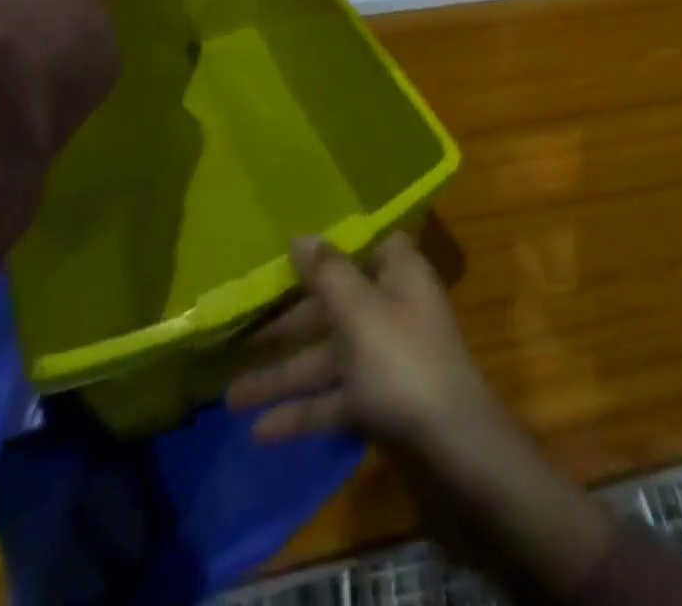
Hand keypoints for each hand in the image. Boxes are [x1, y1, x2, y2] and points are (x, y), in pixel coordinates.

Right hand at [228, 234, 504, 461]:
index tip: (289, 252)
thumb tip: (302, 235)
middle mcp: (394, 308)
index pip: (366, 246)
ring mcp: (388, 357)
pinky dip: (302, 411)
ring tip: (231, 395)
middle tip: (241, 332)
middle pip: (337, 304)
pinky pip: (335, 398)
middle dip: (290, 322)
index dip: (331, 247)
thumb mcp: (360, 310)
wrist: (450, 445)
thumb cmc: (402, 361)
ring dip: (285, 374)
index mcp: (399, 274)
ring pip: (330, 356)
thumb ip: (328, 272)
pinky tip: (259, 432)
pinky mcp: (381, 401)